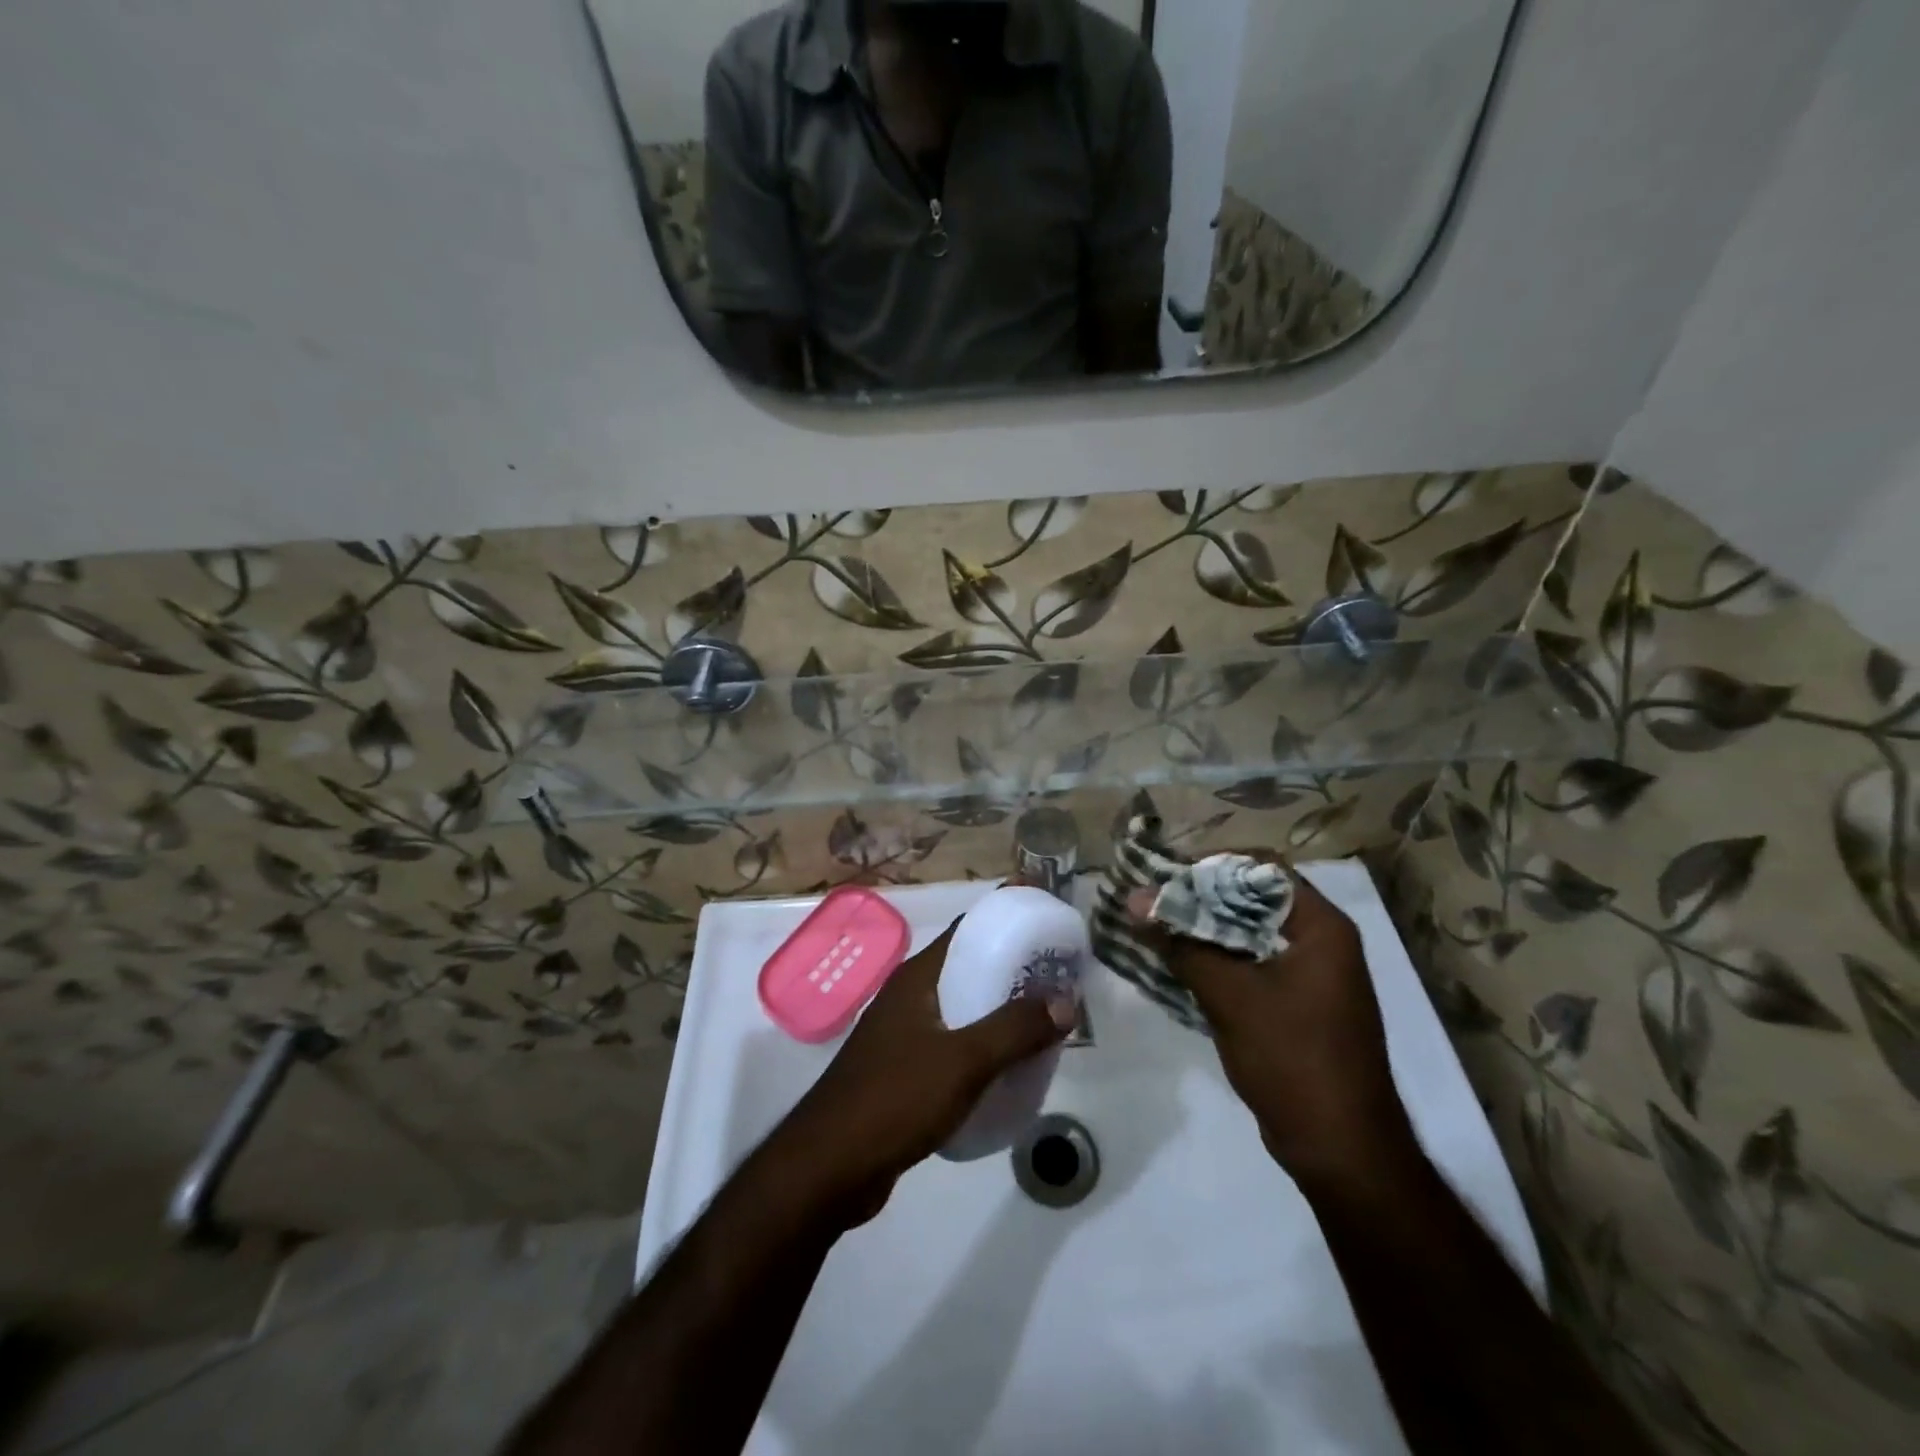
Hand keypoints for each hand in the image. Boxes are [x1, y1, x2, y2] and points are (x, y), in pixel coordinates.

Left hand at [768, 918, 1075, 1226]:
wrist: (830, 1167)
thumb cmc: (895, 1099)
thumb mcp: (964, 1061)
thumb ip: (1014, 1029)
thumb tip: (1066, 1000)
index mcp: (918, 977)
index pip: (968, 930)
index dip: (1007, 920)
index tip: (1049, 925)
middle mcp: (909, 996)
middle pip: (968, 969)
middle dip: (1013, 972)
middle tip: (1060, 979)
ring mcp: (904, 1035)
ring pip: (962, 1010)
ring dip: (1000, 1013)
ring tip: (1045, 1023)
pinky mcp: (904, 1071)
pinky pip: (953, 1045)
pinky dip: (982, 1047)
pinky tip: (1009, 1068)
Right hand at [1130, 855, 1416, 1190]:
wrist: (1342, 1150)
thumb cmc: (1293, 1059)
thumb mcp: (1230, 996)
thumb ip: (1181, 943)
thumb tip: (1133, 899)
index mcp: (1321, 927)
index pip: (1263, 868)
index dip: (1213, 864)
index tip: (1167, 874)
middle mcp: (1321, 941)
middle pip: (1254, 898)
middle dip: (1202, 897)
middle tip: (1153, 900)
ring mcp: (1312, 975)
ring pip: (1250, 932)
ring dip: (1205, 928)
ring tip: (1156, 926)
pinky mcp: (1298, 1004)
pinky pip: (1252, 963)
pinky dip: (1217, 958)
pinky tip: (1178, 963)